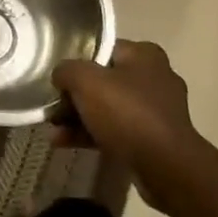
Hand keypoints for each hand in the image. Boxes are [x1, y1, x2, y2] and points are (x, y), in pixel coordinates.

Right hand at [52, 40, 206, 207]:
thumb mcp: (85, 80)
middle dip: (74, 96)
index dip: (76, 61)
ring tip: (52, 130)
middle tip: (52, 108)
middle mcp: (154, 78)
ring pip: (108, 108)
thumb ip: (66, 70)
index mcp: (144, 55)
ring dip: (78, 118)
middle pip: (103, 81)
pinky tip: (64, 143)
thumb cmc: (126, 112)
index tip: (57, 78)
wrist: (165, 168)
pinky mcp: (154, 140)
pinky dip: (91, 135)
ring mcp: (157, 111)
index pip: (102, 49)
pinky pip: (116, 131)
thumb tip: (61, 76)